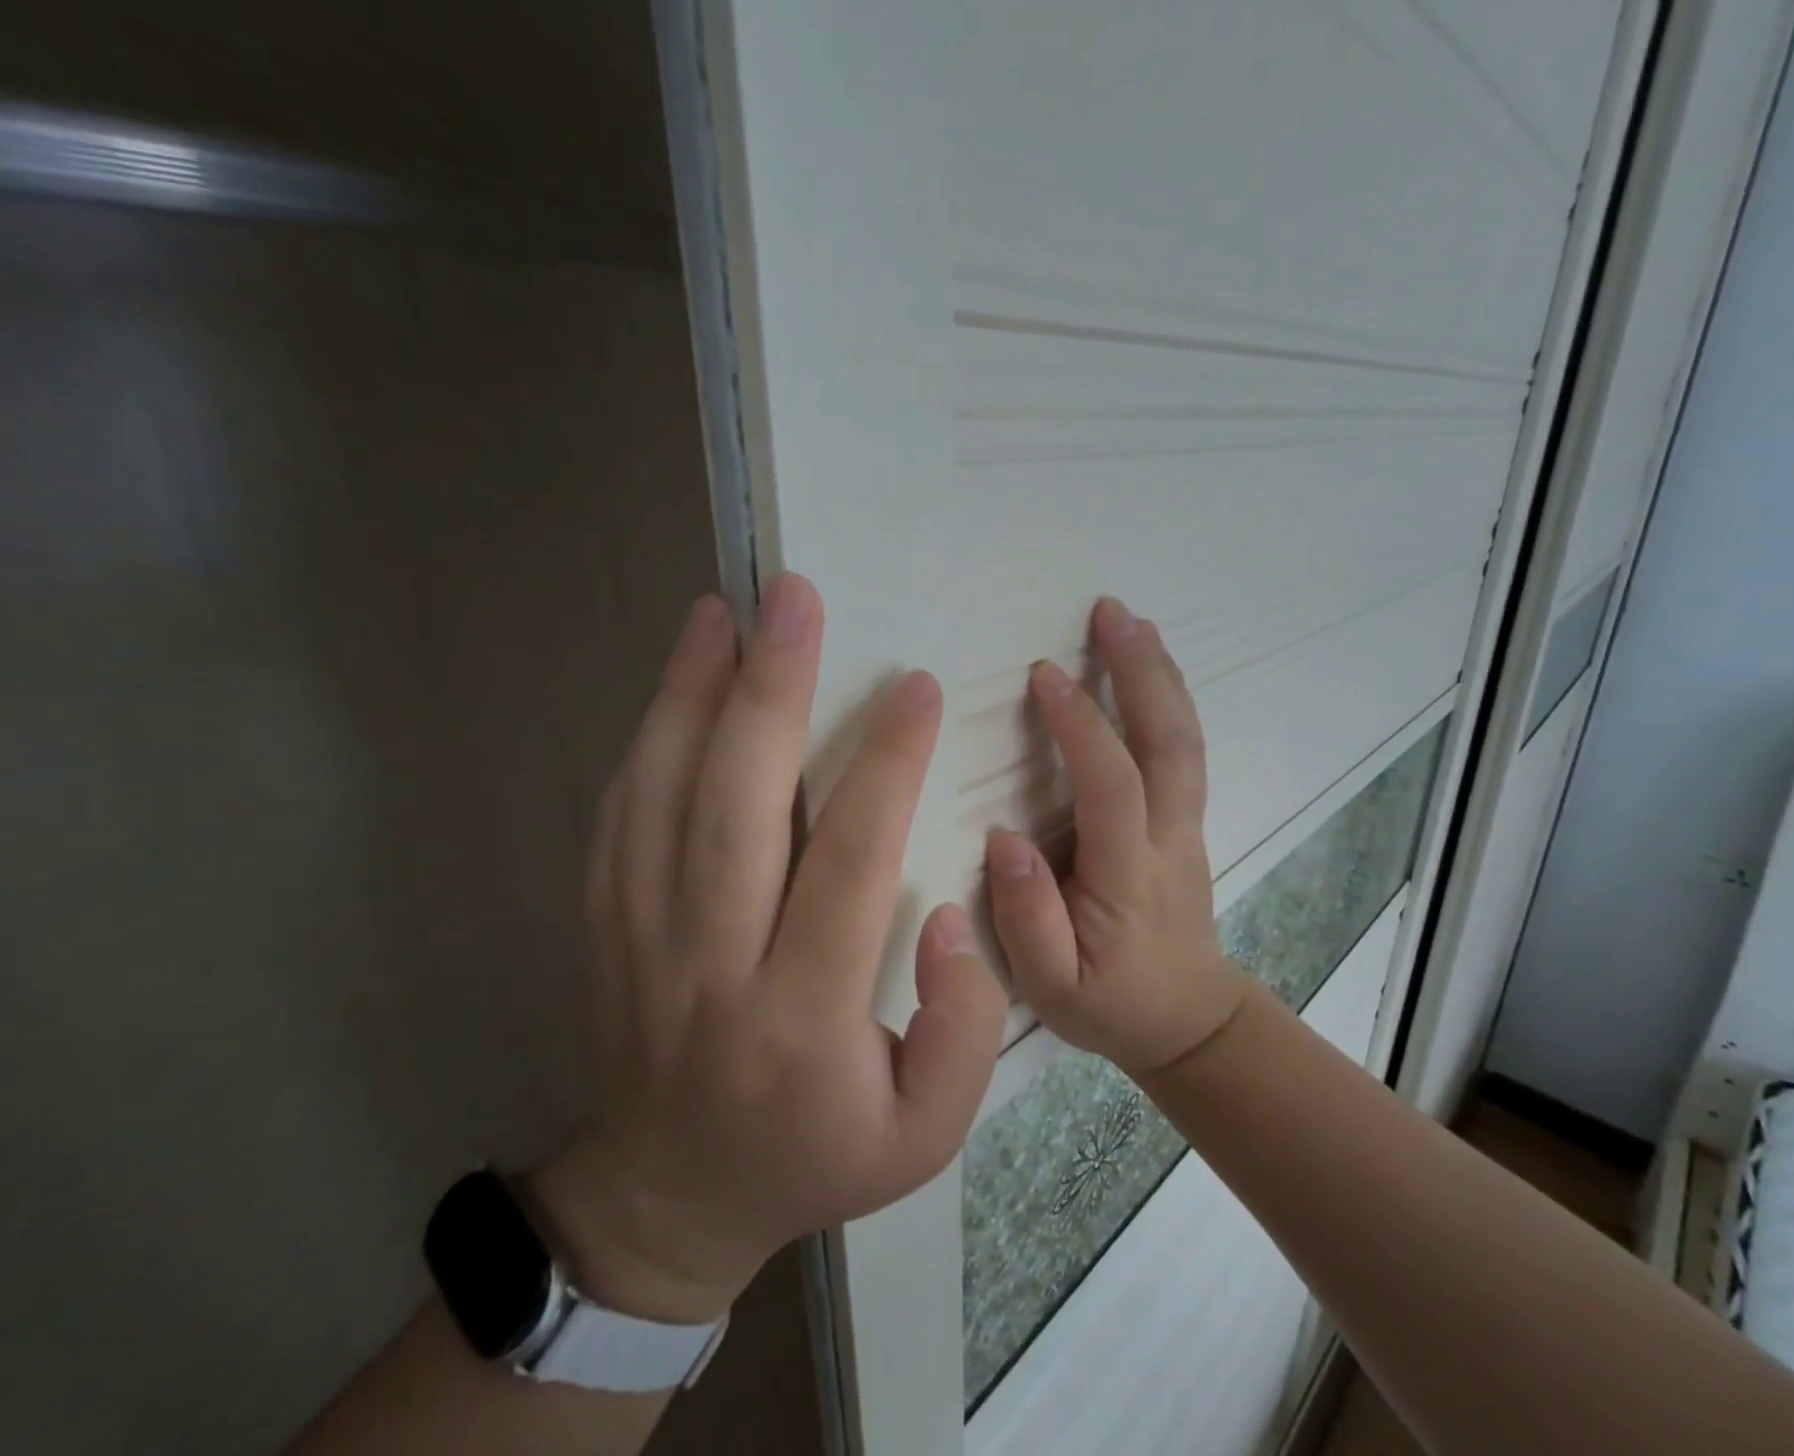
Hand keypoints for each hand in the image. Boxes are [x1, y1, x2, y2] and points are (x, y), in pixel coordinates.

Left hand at [531, 574, 1007, 1324]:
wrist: (669, 1198)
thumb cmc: (813, 1157)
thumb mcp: (925, 1137)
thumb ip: (961, 1029)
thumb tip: (949, 918)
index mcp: (801, 1017)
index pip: (849, 866)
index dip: (886, 768)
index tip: (915, 687)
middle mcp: (711, 964)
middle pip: (735, 808)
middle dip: (769, 691)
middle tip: (793, 600)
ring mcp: (640, 940)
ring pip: (661, 795)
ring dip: (692, 692)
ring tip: (724, 611)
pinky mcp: (605, 926)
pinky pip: (620, 815)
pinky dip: (648, 736)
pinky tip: (680, 678)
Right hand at [985, 597, 1246, 1076]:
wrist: (1189, 1020)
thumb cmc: (1111, 1003)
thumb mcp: (1052, 987)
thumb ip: (1027, 918)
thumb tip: (1005, 839)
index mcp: (1129, 873)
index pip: (1112, 783)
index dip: (1081, 725)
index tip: (1045, 675)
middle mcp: (1167, 836)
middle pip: (1169, 742)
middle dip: (1142, 671)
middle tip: (1111, 612)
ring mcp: (1186, 825)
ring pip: (1184, 739)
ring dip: (1160, 675)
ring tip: (1131, 621)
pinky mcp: (1185, 822)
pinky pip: (1182, 750)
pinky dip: (1168, 699)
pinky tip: (1148, 669)